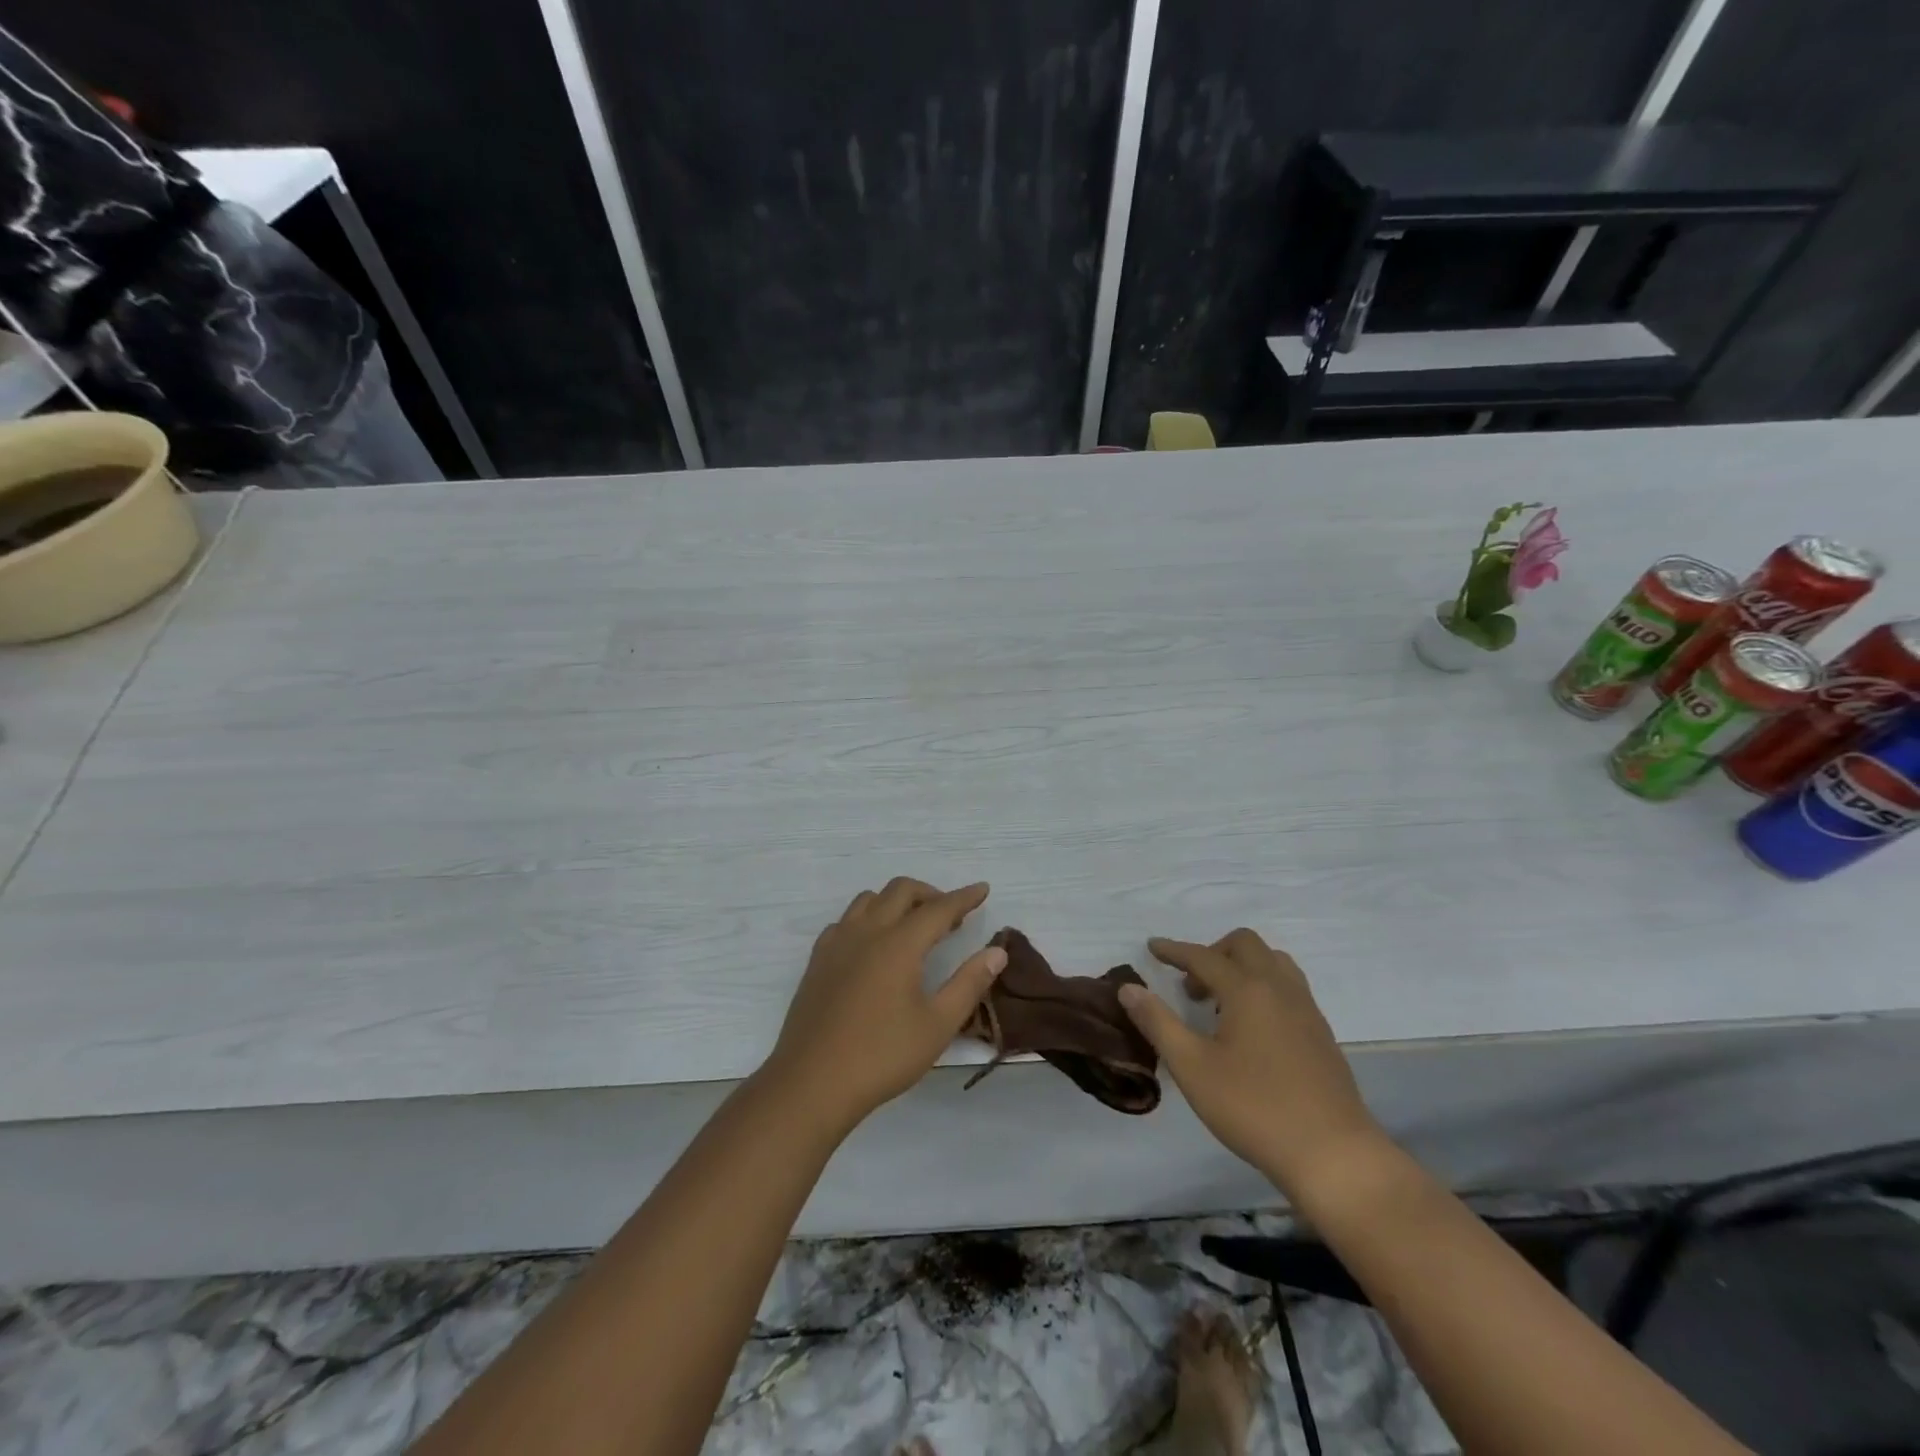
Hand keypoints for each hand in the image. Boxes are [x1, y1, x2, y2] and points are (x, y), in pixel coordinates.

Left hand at [763, 878, 1006, 1134]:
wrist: (811, 1083)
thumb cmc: (881, 1056)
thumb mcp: (937, 1025)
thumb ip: (969, 983)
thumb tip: (997, 952)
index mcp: (899, 944)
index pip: (938, 908)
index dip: (964, 897)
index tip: (982, 889)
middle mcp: (867, 931)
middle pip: (901, 891)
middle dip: (930, 894)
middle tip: (951, 917)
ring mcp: (837, 943)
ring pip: (869, 899)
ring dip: (897, 901)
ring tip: (914, 928)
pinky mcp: (818, 960)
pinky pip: (846, 920)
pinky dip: (868, 918)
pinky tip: (874, 946)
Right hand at [1117, 929, 1384, 1194]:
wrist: (1333, 1154)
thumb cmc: (1254, 1108)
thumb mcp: (1192, 1067)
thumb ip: (1157, 1022)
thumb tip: (1128, 988)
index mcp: (1247, 990)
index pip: (1203, 956)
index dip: (1174, 950)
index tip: (1152, 947)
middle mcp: (1279, 988)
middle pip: (1245, 945)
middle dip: (1212, 953)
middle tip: (1191, 986)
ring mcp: (1306, 1009)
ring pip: (1273, 962)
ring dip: (1242, 967)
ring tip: (1221, 1003)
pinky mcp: (1321, 1033)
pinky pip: (1289, 987)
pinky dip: (1263, 986)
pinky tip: (1251, 1027)